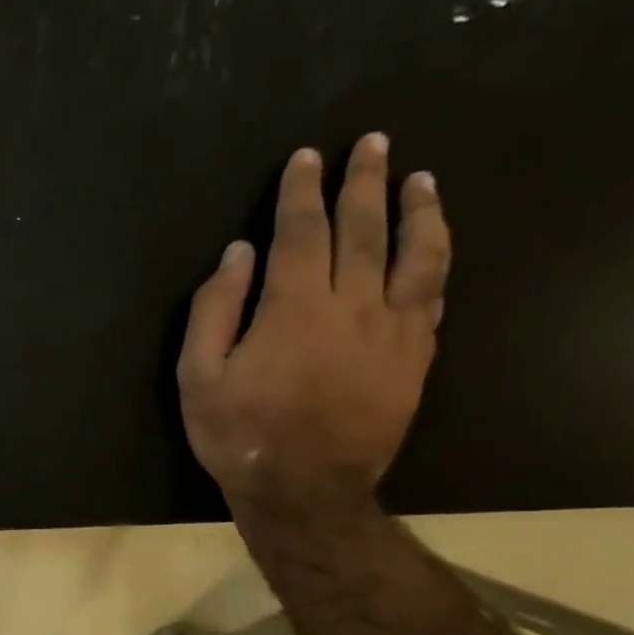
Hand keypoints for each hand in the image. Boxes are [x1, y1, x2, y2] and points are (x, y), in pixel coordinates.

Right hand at [178, 134, 451, 511]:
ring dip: (419, 212)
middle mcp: (354, 307)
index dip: (302, 192)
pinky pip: (433, 299)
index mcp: (295, 308)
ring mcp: (394, 332)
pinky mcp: (416, 359)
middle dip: (364, 183)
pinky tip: (432, 249)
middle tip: (371, 143)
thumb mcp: (198, 376)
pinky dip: (435, 265)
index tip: (306, 157)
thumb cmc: (239, 434)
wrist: (304, 491)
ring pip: (418, 257)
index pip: (303, 233)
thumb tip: (239, 253)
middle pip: (365, 231)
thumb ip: (215, 310)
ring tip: (419, 180)